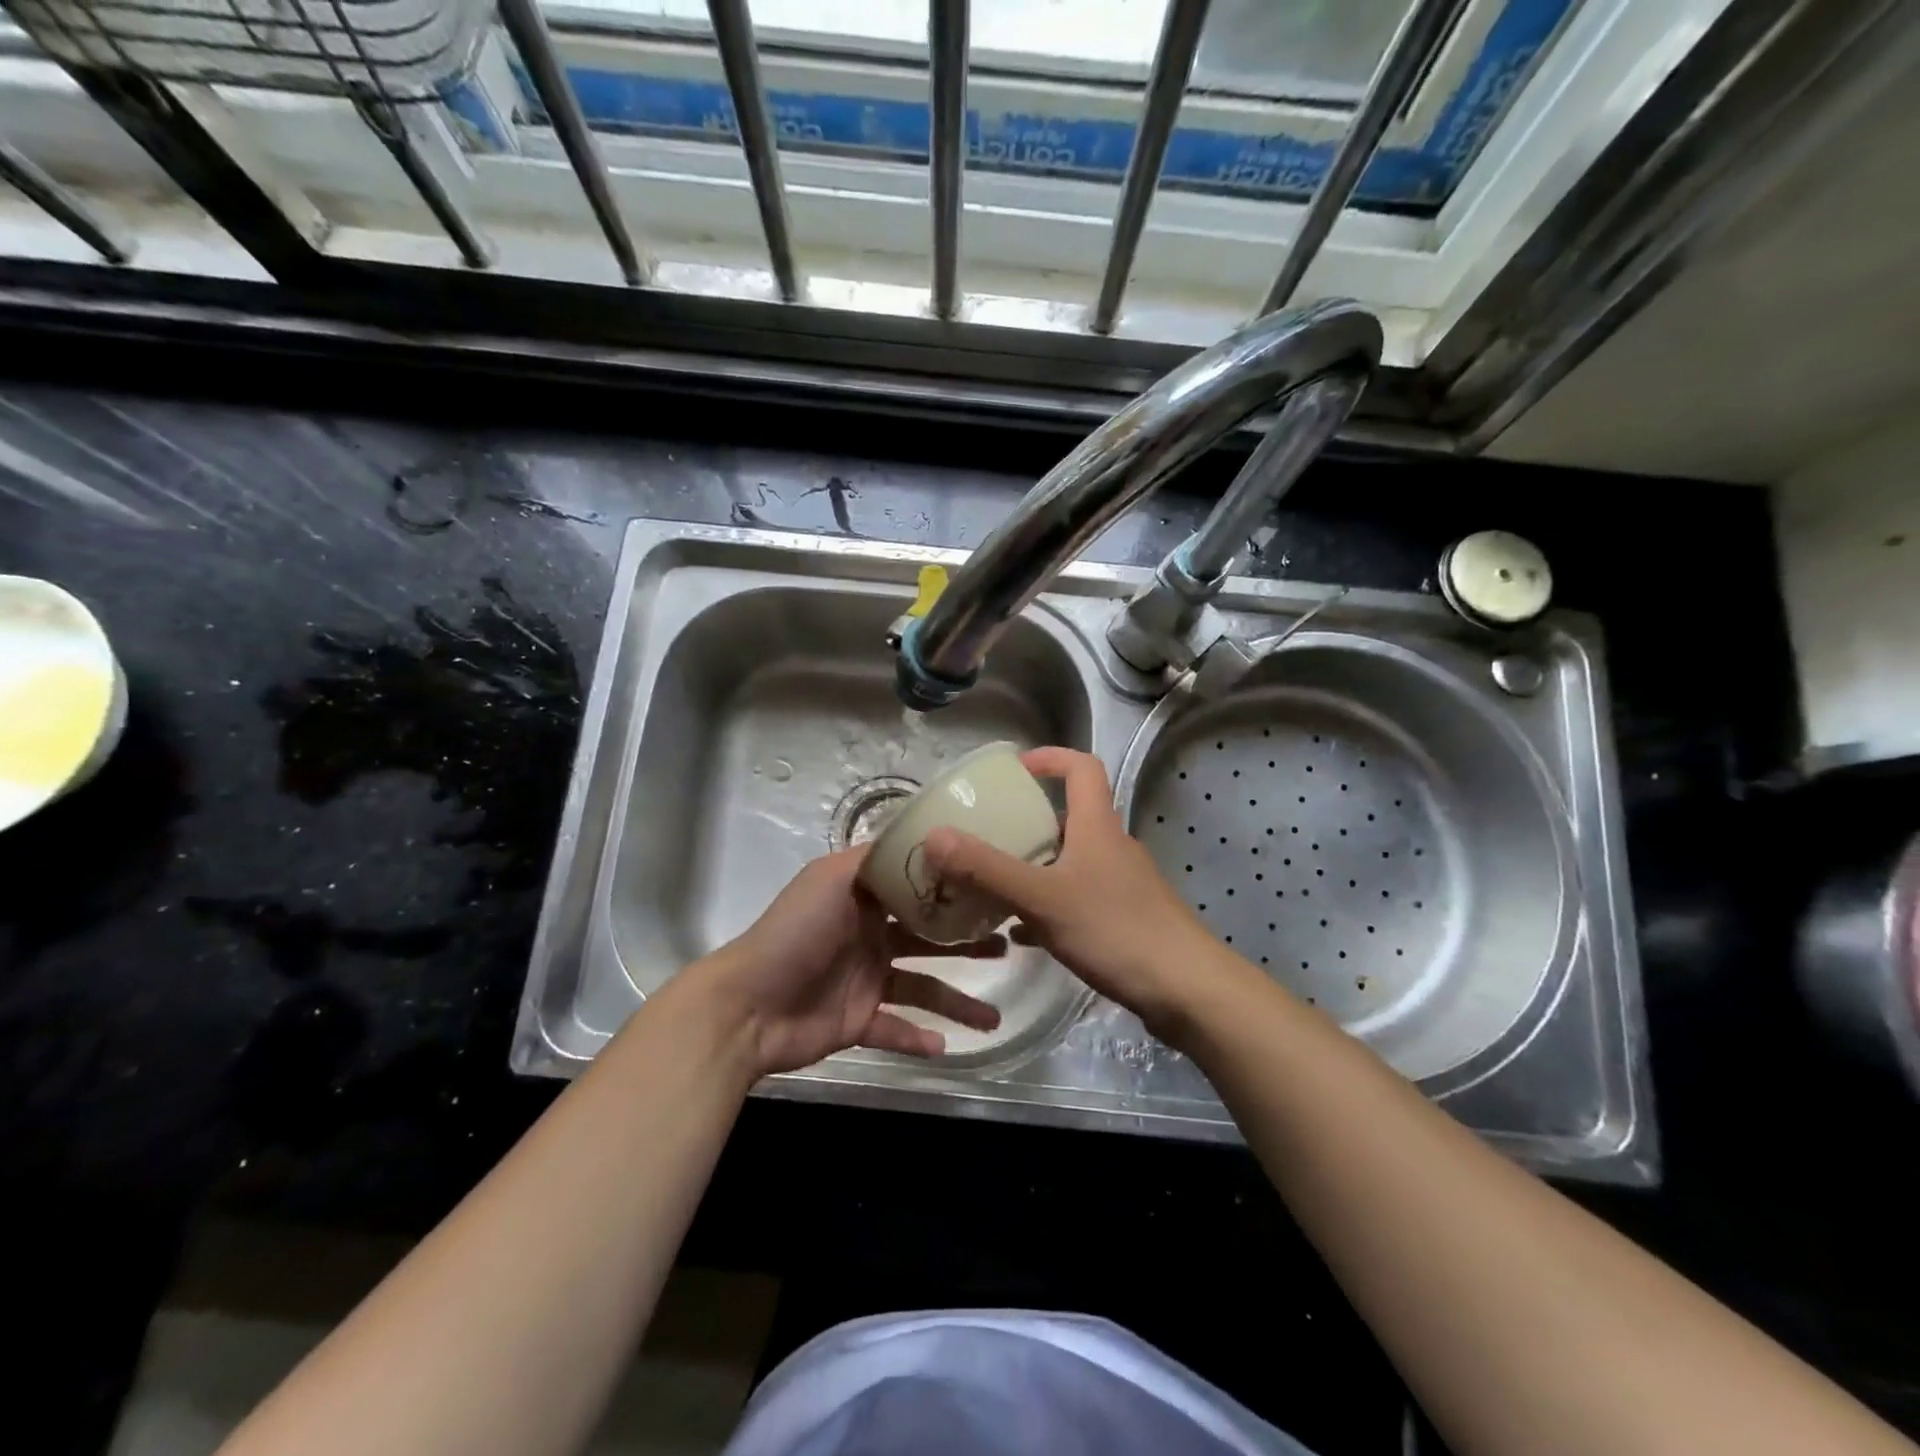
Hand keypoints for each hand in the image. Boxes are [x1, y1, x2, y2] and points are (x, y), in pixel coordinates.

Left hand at [697, 848, 1003, 1077]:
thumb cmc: (794, 933)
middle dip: (966, 944)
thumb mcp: (831, 878)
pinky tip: (947, 1048)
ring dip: (956, 1003)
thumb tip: (914, 833)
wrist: (748, 1005)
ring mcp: (865, 982)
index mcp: (863, 901)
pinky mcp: (858, 1022)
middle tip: (1006, 947)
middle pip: (928, 940)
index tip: (992, 888)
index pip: (916, 892)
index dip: (952, 891)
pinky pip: (895, 1030)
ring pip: (922, 989)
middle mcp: (869, 937)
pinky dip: (919, 1040)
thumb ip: (872, 858)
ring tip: (993, 1019)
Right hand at [922, 747, 1236, 1039]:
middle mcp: (1112, 846)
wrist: (1187, 990)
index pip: (1081, 768)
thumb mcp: (1042, 898)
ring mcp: (1122, 884)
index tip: (1013, 769)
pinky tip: (1021, 933)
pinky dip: (1048, 905)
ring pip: (1071, 861)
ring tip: (993, 884)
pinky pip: (1078, 899)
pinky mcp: (1125, 917)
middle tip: (987, 834)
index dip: (1049, 758)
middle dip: (1028, 820)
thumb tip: (934, 835)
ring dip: (1035, 866)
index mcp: (1097, 826)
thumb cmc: (1116, 930)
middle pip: (1070, 816)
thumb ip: (987, 869)